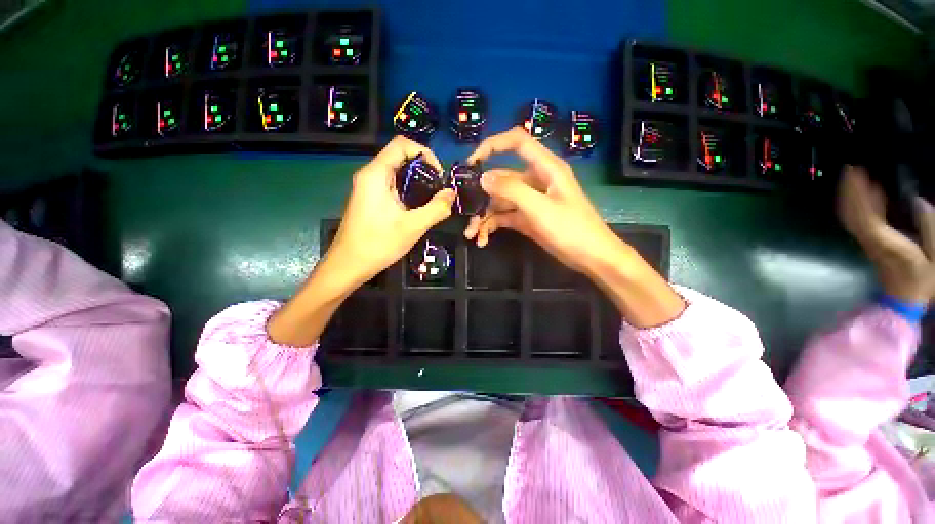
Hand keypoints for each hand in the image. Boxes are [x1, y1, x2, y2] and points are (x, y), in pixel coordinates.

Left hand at [267, 137, 452, 346]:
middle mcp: (370, 174)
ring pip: (397, 171)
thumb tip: (452, 194)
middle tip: (439, 189)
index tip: (439, 175)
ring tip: (432, 198)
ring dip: (417, 180)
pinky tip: (418, 207)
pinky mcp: (370, 198)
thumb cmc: (378, 244)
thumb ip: (436, 208)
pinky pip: (392, 184)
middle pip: (400, 156)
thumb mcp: (413, 227)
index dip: (425, 153)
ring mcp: (368, 187)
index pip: (402, 145)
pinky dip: (408, 189)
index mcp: (376, 174)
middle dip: (424, 168)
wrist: (349, 265)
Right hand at [463, 127, 622, 275]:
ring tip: (473, 235)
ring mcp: (530, 200)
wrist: (590, 257)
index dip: (493, 145)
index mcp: (545, 168)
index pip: (517, 142)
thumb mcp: (540, 208)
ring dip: (484, 216)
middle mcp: (535, 180)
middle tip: (465, 214)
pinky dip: (493, 226)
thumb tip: (483, 177)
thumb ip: (511, 190)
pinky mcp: (527, 218)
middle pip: (501, 178)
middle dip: (482, 196)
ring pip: (500, 201)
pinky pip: (505, 216)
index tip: (471, 162)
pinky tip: (483, 239)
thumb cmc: (571, 229)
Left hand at [839, 166, 934, 303]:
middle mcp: (870, 239)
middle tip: (851, 168)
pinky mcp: (870, 242)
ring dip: (850, 195)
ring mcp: (867, 241)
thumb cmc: (923, 278)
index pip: (864, 216)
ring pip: (851, 215)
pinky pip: (859, 220)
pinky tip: (867, 191)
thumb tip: (918, 201)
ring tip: (855, 174)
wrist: (905, 297)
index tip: (857, 175)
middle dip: (848, 190)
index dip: (857, 195)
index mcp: (885, 242)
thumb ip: (929, 227)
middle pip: (851, 213)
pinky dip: (859, 204)